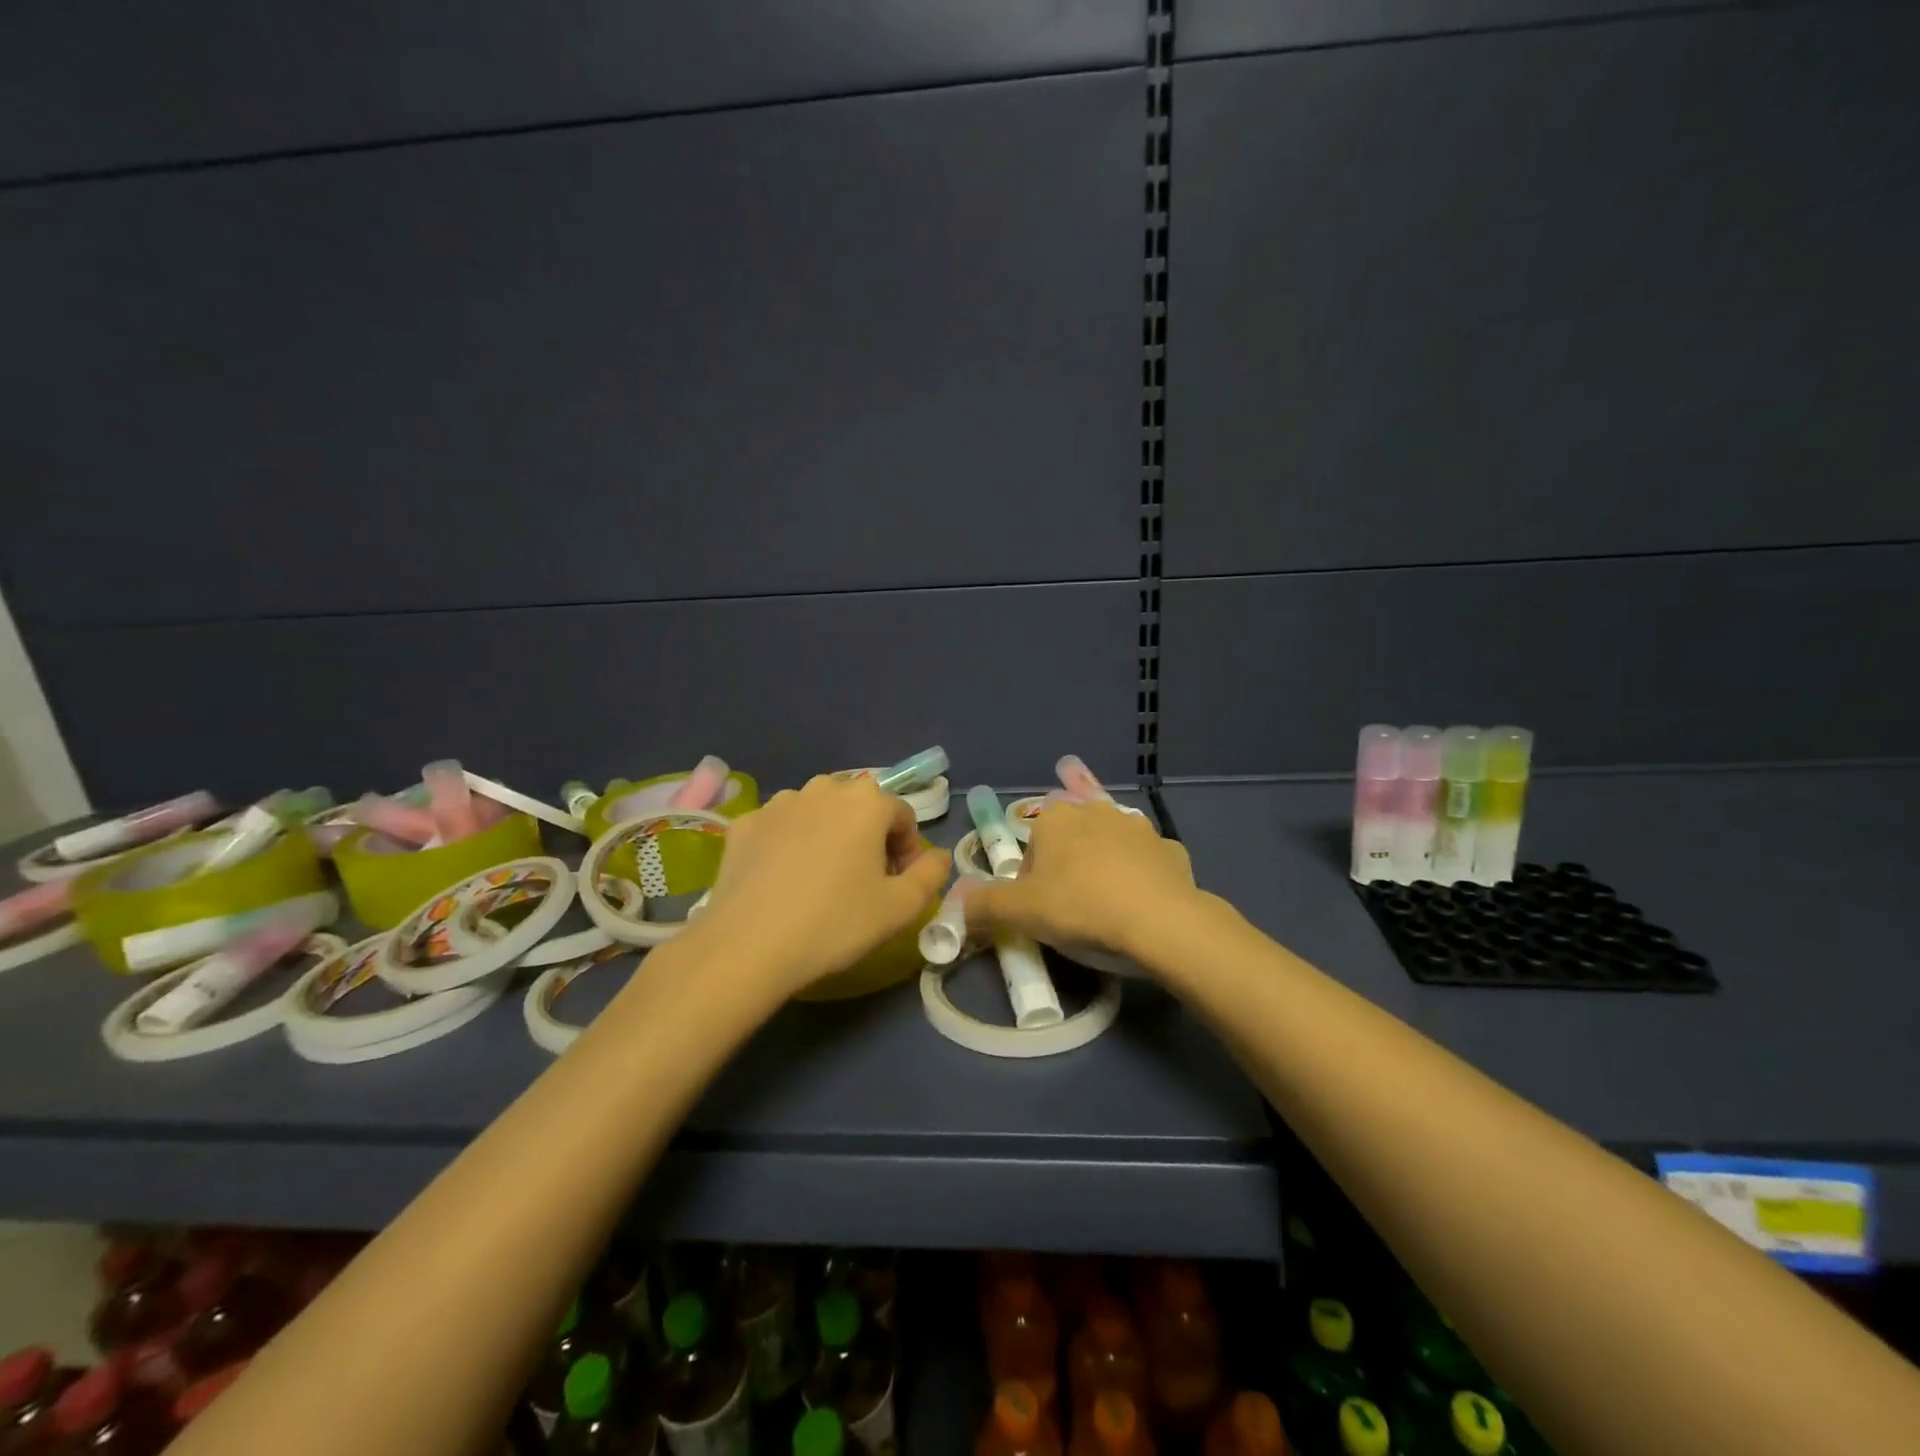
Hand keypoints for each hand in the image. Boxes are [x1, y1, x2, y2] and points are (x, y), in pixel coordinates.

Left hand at [693, 775, 950, 994]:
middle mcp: (823, 788)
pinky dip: (788, 845)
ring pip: (817, 814)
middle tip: (862, 882)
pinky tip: (782, 882)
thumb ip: (931, 875)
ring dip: (827, 836)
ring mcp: (778, 803)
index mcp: (866, 801)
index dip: (907, 850)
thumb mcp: (900, 908)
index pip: (902, 815)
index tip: (898, 884)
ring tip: (819, 881)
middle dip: (868, 837)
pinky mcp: (744, 823)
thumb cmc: (835, 922)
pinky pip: (779, 828)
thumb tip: (939, 856)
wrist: (748, 945)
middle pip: (859, 808)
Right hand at [967, 799, 1198, 964]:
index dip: (1030, 881)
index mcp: (1055, 819)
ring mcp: (1138, 827)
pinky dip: (1141, 877)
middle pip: (1069, 840)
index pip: (1030, 848)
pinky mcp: (1170, 848)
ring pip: (1109, 844)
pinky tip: (1142, 905)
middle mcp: (1095, 811)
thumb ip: (982, 905)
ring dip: (1104, 865)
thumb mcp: (1020, 912)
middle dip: (1067, 867)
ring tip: (1106, 903)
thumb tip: (953, 905)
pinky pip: (1147, 862)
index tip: (1039, 910)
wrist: (1160, 921)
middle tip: (1070, 907)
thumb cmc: (1080, 908)